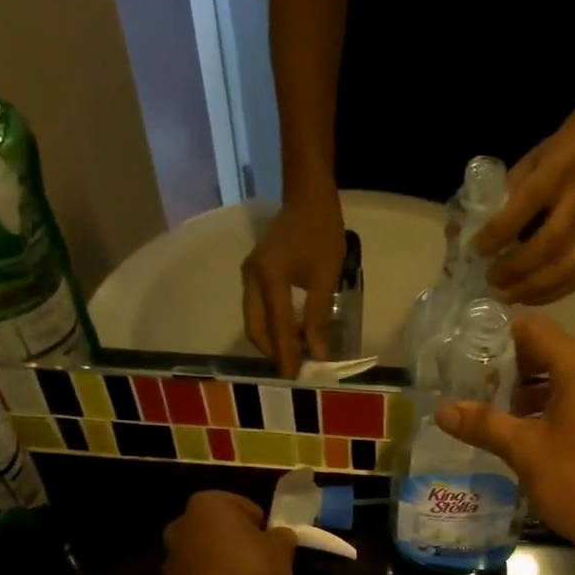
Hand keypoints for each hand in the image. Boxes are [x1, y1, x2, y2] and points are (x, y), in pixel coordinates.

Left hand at [163, 491, 298, 574]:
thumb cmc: (251, 572)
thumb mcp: (282, 550)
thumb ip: (282, 537)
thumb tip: (279, 536)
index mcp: (208, 504)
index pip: (244, 506)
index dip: (262, 526)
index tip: (272, 546)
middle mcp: (182, 523)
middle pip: (221, 530)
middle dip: (238, 542)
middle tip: (261, 563)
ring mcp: (171, 556)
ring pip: (207, 554)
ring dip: (223, 564)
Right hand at [242, 193, 344, 376]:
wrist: (307, 197)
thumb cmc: (321, 233)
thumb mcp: (325, 278)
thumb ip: (318, 318)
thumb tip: (317, 354)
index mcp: (269, 278)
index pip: (277, 327)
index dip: (286, 354)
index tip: (294, 377)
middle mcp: (251, 279)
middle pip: (256, 328)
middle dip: (274, 351)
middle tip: (295, 368)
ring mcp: (249, 276)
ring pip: (255, 321)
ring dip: (273, 339)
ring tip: (298, 352)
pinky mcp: (254, 274)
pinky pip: (258, 309)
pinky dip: (273, 325)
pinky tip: (294, 332)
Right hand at [435, 315, 574, 562]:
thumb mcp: (525, 451)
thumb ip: (484, 425)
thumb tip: (442, 410)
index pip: (535, 329)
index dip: (499, 335)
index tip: (465, 351)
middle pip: (545, 353)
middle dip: (507, 367)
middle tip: (469, 384)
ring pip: (555, 381)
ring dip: (521, 392)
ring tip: (486, 411)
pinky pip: (566, 404)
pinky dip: (540, 411)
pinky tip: (514, 435)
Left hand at [473, 114, 574, 305]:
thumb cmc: (557, 155)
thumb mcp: (528, 163)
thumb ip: (506, 194)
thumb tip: (477, 227)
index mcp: (555, 174)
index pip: (525, 206)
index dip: (499, 232)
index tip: (477, 250)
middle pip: (549, 245)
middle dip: (516, 269)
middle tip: (492, 281)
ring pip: (566, 268)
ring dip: (533, 289)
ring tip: (508, 296)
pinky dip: (551, 293)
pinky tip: (530, 297)